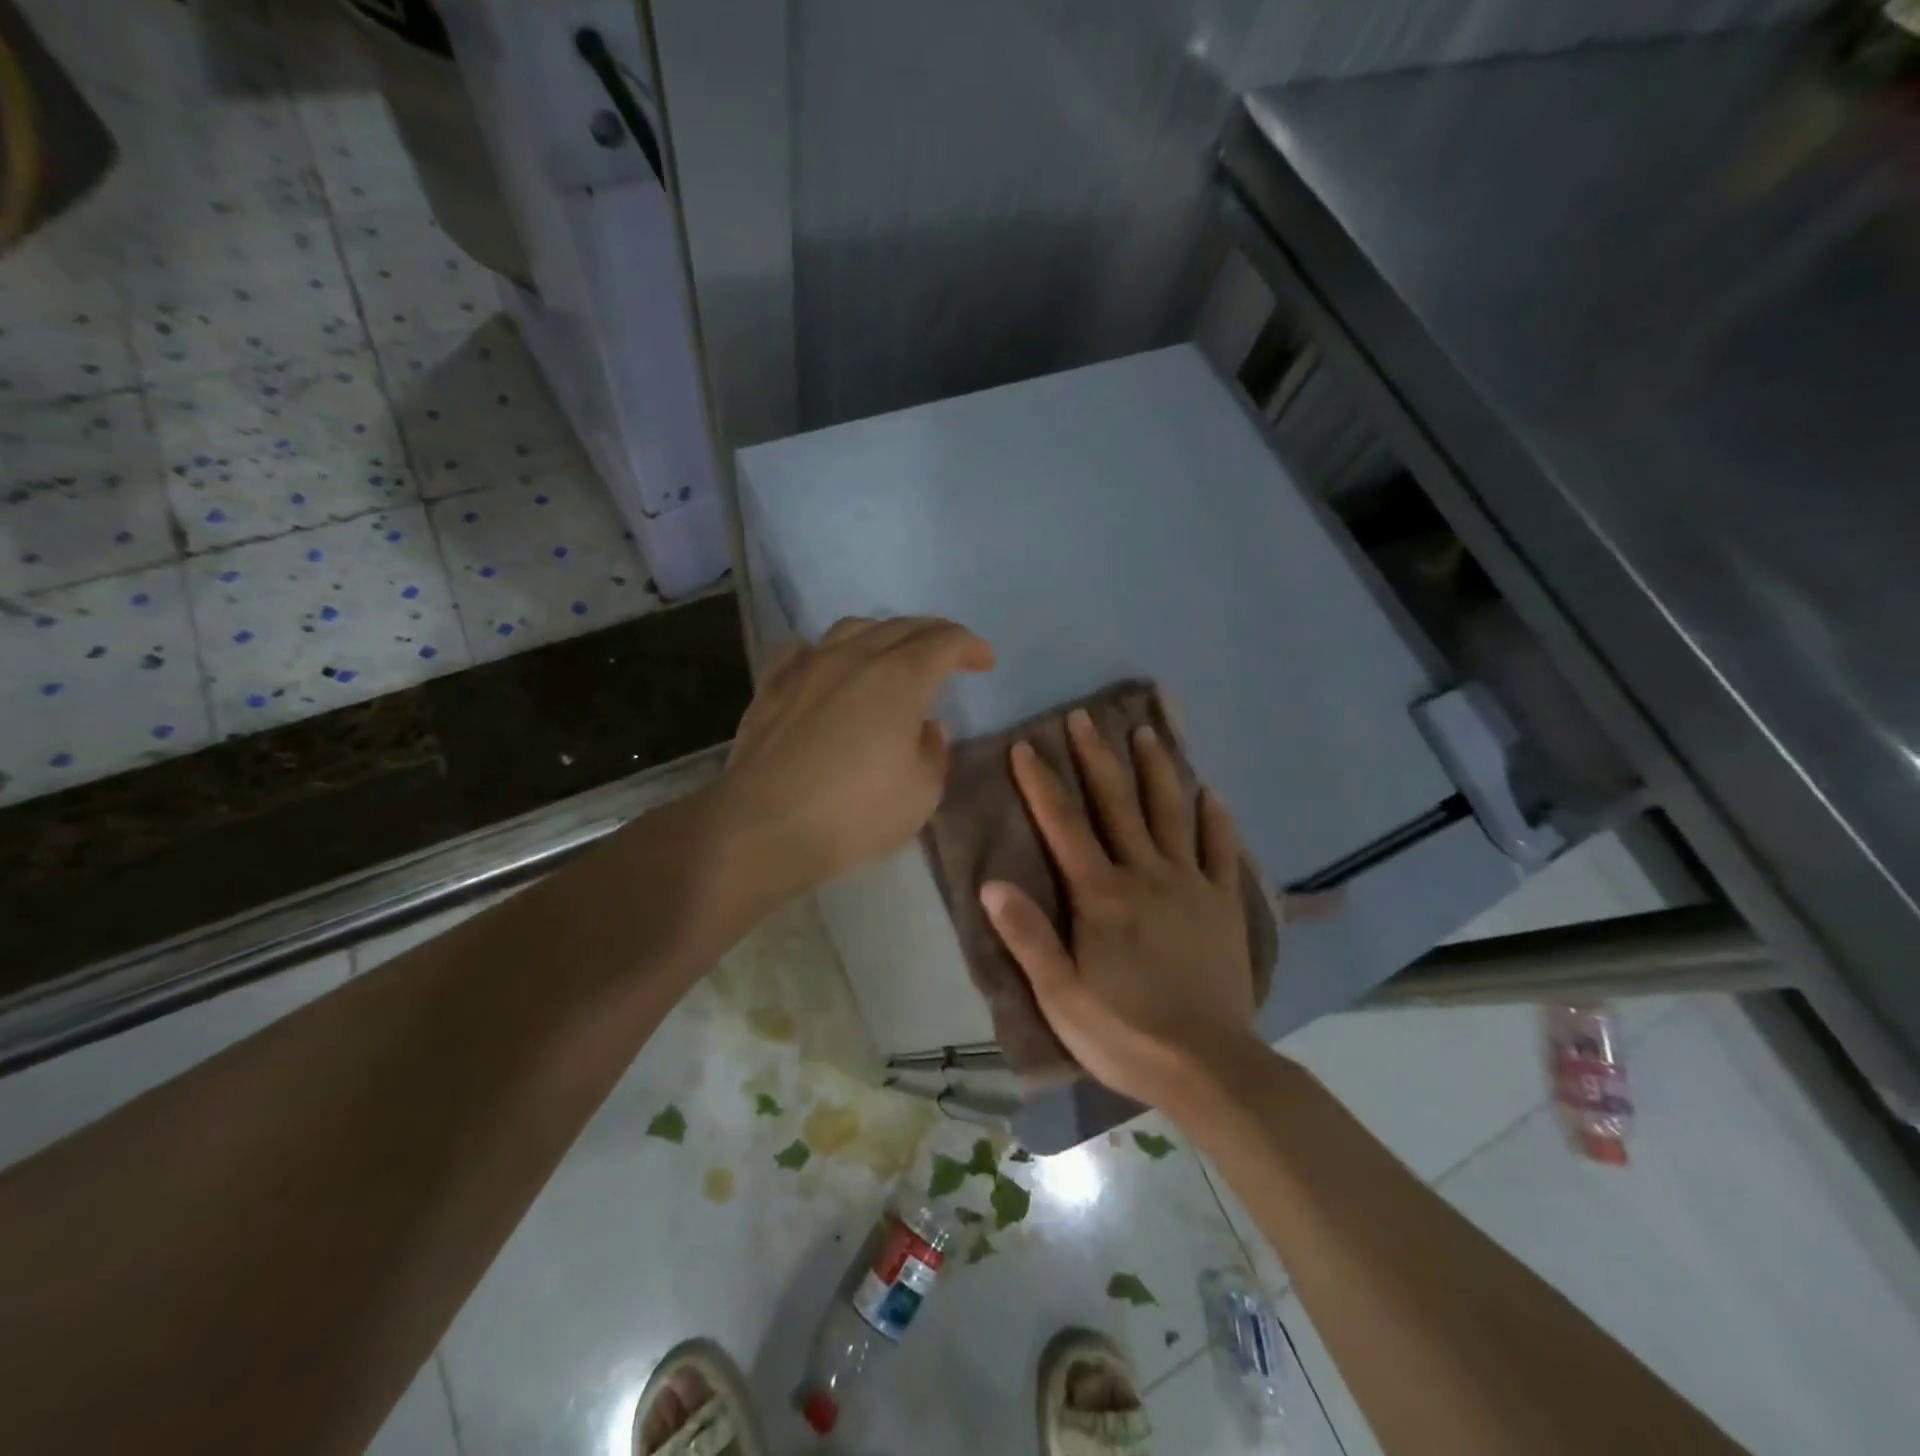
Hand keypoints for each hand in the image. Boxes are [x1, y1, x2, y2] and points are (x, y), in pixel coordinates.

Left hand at [718, 616, 993, 901]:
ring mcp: (808, 666)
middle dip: (933, 634)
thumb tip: (926, 727)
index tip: (984, 662)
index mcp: (899, 678)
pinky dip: (829, 651)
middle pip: (902, 626)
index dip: (970, 646)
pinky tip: (828, 665)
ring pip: (852, 628)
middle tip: (948, 653)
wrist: (764, 827)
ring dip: (883, 634)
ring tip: (892, 653)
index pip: (944, 641)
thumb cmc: (854, 814)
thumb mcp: (921, 793)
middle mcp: (854, 657)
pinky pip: (805, 649)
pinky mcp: (772, 685)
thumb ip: (933, 752)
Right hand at [980, 709, 1260, 1110]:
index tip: (1027, 745)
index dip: (1042, 783)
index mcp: (1101, 895)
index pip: (1064, 825)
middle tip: (1084, 717)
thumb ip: (1028, 937)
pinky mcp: (1224, 904)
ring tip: (1147, 733)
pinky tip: (1211, 794)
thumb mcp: (1061, 996)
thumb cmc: (1125, 1033)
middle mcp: (1145, 875)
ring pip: (1171, 814)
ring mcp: (1191, 885)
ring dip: (1156, 771)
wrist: (1210, 1067)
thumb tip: (992, 883)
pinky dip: (1215, 819)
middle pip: (1117, 804)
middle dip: (1096, 757)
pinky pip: (1221, 851)